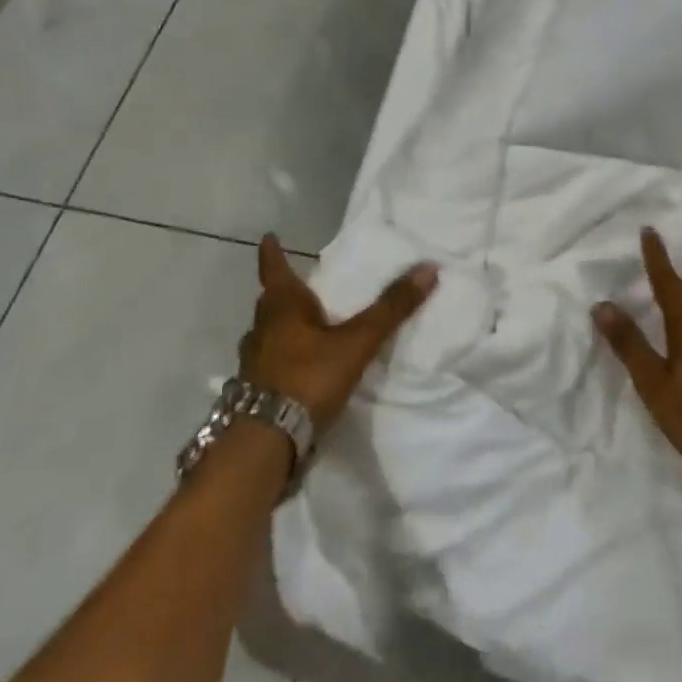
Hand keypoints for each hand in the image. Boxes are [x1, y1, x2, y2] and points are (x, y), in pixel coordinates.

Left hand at [240, 235, 438, 434]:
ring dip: (283, 328)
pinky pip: (269, 364)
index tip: (268, 237)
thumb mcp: (358, 342)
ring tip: (306, 329)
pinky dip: (283, 360)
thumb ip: (391, 308)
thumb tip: (428, 267)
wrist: (265, 444)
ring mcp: (253, 364)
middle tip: (304, 287)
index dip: (272, 253)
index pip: (274, 270)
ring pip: (268, 335)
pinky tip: (300, 371)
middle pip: (271, 303)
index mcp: (282, 307)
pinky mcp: (253, 394)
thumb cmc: (308, 378)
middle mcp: (261, 330)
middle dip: (284, 293)